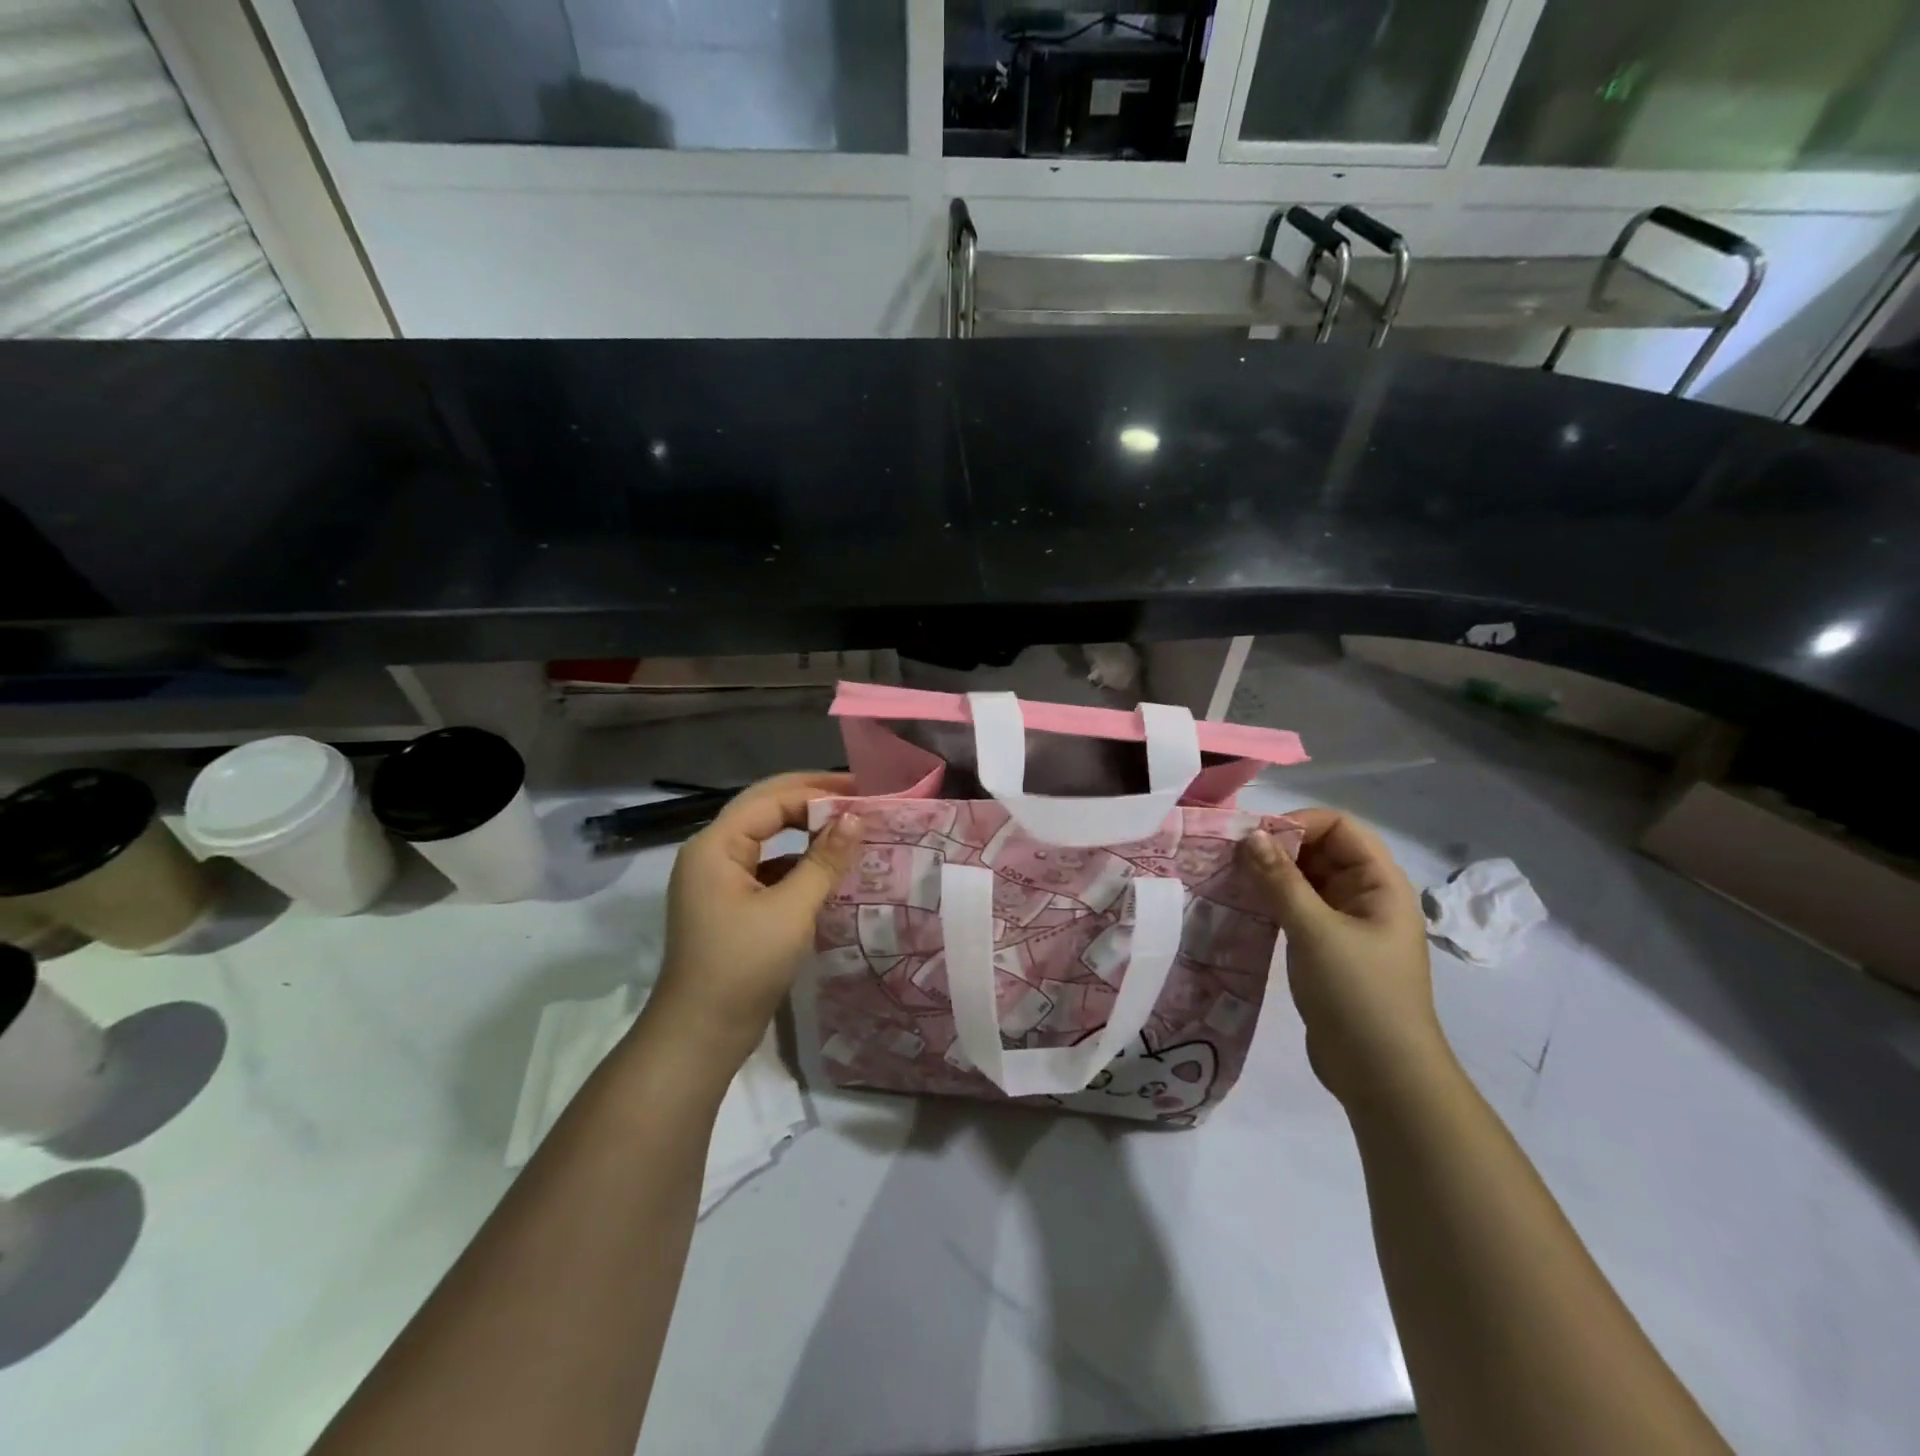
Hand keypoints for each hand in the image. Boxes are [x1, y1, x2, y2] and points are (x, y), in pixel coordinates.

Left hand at [651, 773, 862, 1067]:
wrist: (700, 1036)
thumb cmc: (743, 966)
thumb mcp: (791, 911)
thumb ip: (824, 860)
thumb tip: (855, 818)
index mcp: (715, 845)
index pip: (771, 799)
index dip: (818, 791)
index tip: (863, 793)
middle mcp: (712, 852)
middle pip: (766, 809)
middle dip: (811, 800)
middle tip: (859, 798)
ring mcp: (718, 879)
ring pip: (767, 838)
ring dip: (806, 830)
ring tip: (850, 828)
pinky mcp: (729, 903)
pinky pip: (767, 867)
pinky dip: (798, 862)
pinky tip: (828, 869)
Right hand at [1240, 810, 1448, 1106]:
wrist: (1382, 1075)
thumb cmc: (1358, 994)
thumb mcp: (1315, 931)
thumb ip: (1280, 880)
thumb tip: (1249, 835)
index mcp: (1380, 884)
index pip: (1340, 828)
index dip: (1298, 823)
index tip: (1253, 838)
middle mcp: (1366, 897)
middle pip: (1320, 851)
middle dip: (1277, 848)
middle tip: (1230, 857)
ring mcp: (1346, 924)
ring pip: (1305, 880)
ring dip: (1270, 875)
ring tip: (1228, 878)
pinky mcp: (1326, 948)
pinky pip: (1297, 909)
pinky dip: (1271, 901)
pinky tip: (1241, 906)